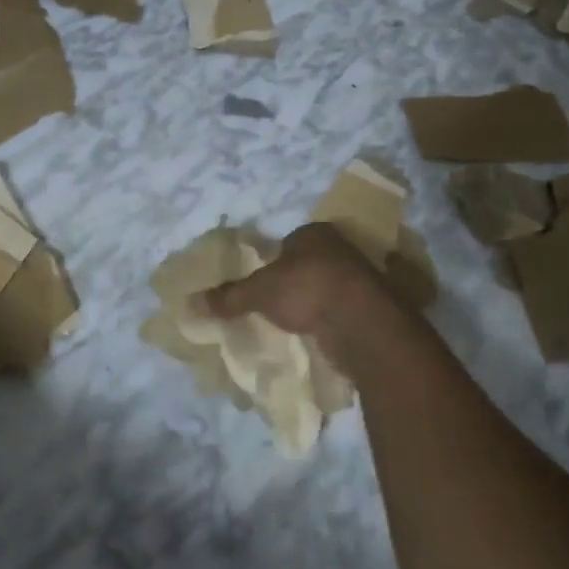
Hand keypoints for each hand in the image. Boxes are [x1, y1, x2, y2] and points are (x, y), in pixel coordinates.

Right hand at [198, 222, 397, 347]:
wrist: (362, 323)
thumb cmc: (307, 290)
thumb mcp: (258, 292)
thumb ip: (229, 296)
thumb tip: (192, 301)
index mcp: (315, 233)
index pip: (289, 242)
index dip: (274, 260)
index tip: (263, 283)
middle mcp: (342, 248)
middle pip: (311, 263)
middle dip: (297, 281)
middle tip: (277, 304)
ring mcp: (363, 277)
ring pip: (330, 287)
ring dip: (317, 302)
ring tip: (297, 322)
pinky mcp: (376, 306)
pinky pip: (346, 310)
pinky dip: (334, 320)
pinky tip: (321, 335)